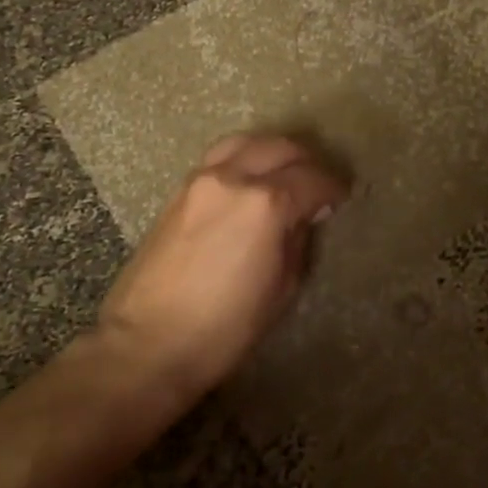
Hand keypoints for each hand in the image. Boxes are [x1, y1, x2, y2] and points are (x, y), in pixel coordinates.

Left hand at [97, 134, 349, 397]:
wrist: (147, 344)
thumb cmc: (224, 328)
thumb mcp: (281, 289)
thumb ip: (298, 241)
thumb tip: (304, 217)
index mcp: (266, 204)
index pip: (312, 179)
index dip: (333, 188)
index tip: (341, 198)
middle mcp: (233, 178)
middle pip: (280, 148)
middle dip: (307, 162)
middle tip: (318, 184)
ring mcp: (200, 181)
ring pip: (246, 143)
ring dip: (273, 152)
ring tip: (285, 173)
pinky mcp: (178, 192)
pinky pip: (220, 158)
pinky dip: (244, 159)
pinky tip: (250, 182)